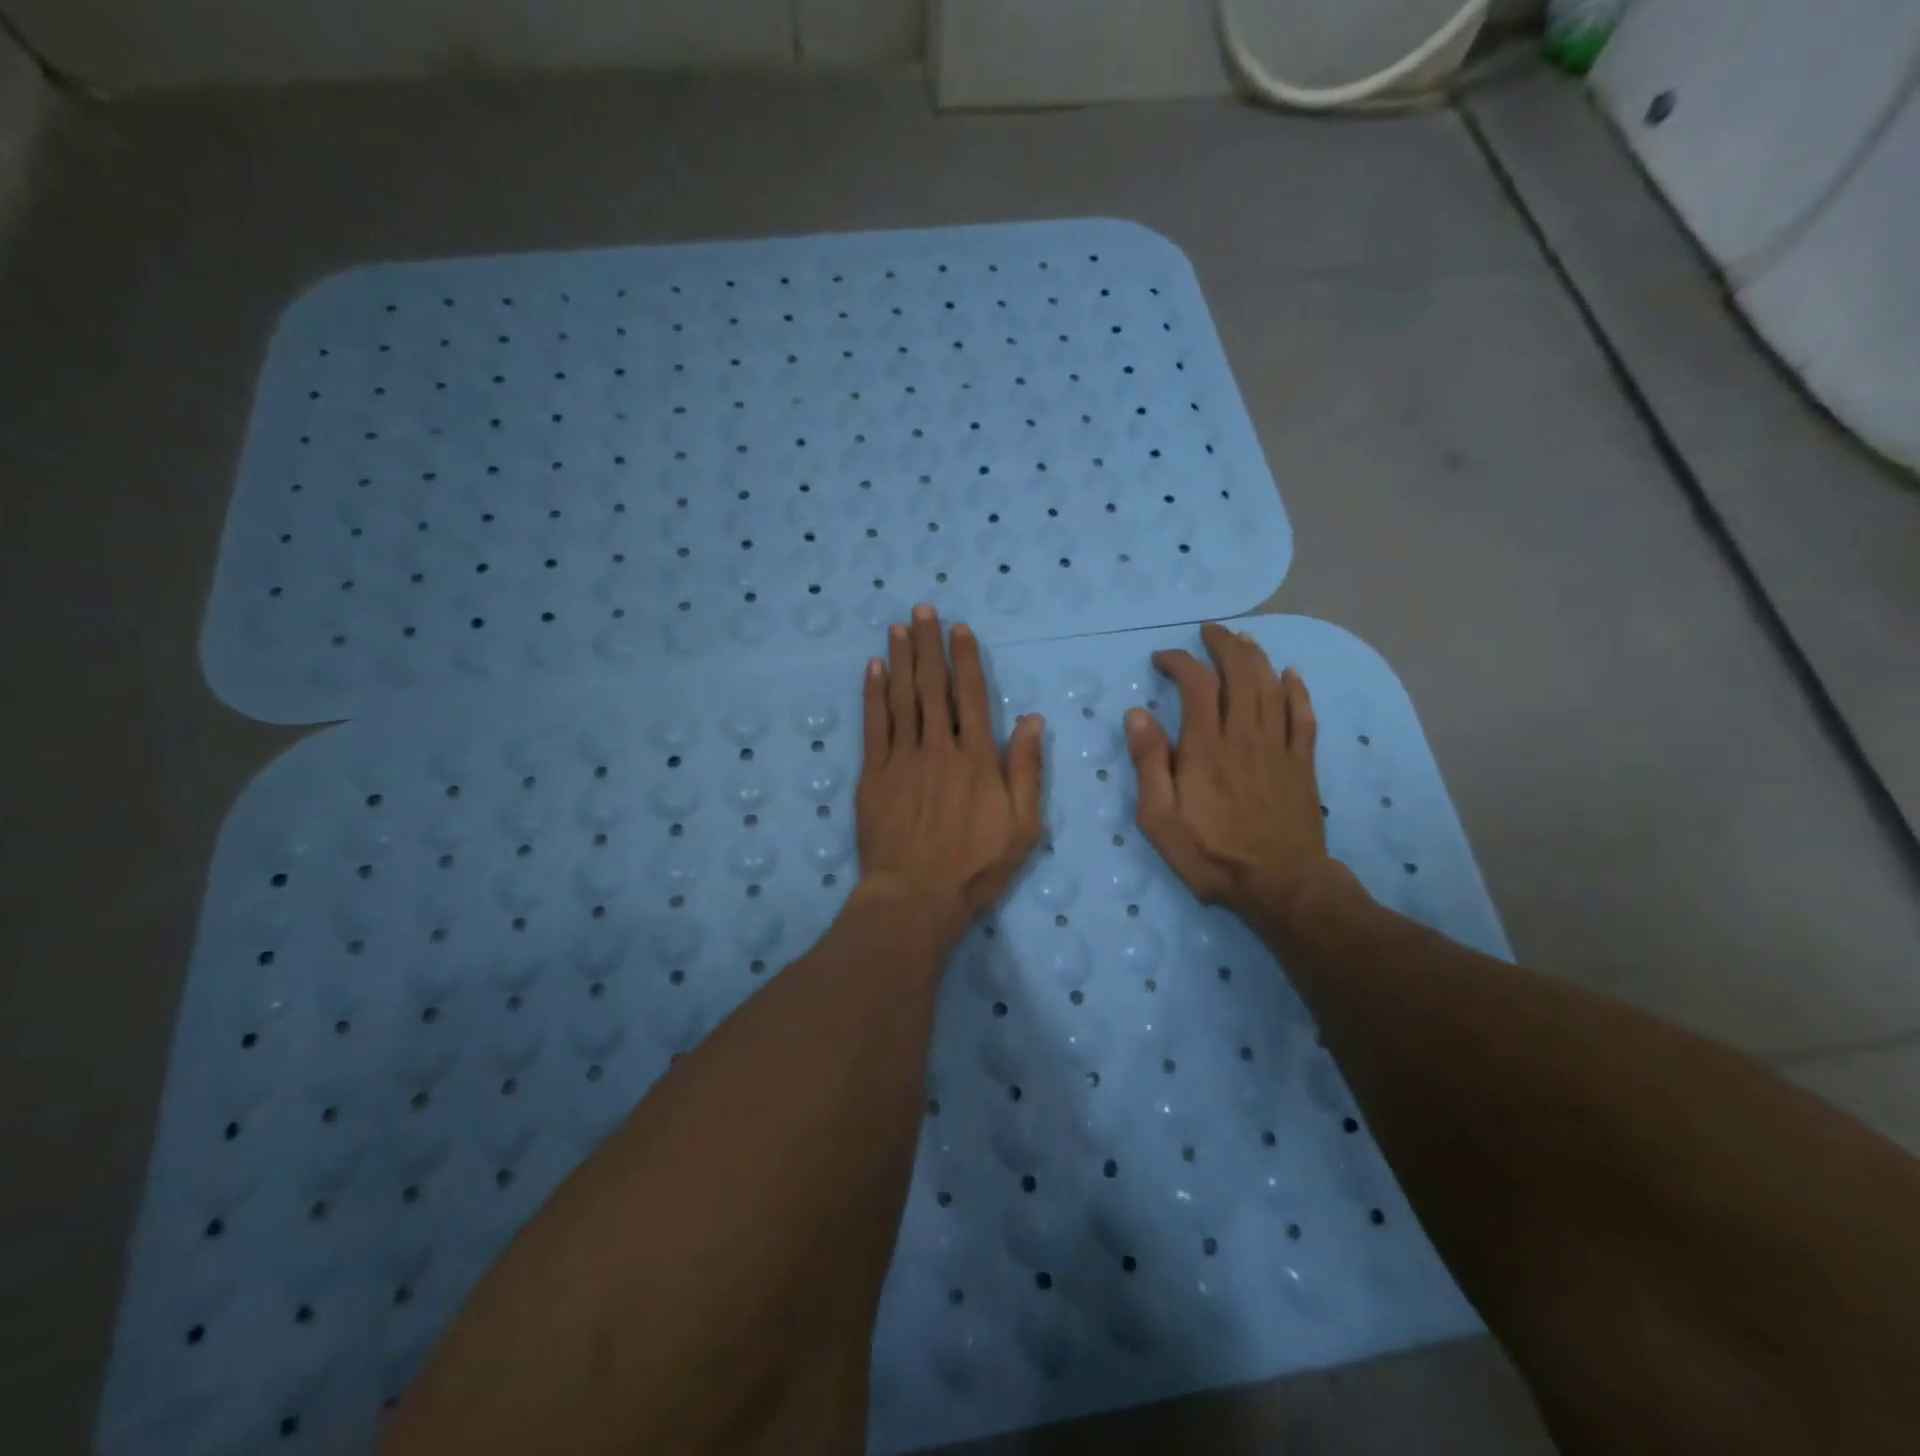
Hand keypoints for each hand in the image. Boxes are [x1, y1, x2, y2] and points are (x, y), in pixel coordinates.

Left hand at [855, 605, 1044, 945]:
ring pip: (902, 698)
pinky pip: (873, 726)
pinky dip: (873, 694)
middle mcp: (938, 748)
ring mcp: (901, 759)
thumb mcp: (1023, 826)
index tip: (959, 629)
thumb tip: (1030, 719)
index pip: (971, 695)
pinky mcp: (873, 775)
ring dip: (901, 659)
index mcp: (976, 758)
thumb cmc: (976, 867)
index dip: (965, 659)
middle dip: (928, 645)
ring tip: (899, 627)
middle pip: (932, 687)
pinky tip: (873, 669)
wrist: (916, 896)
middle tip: (922, 610)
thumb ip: (1026, 770)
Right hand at [1125, 622, 1336, 921]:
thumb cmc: (1211, 854)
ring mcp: (1278, 747)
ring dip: (1257, 657)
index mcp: (1206, 747)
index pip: (1196, 685)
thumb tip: (1137, 714)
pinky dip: (1297, 690)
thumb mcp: (1159, 818)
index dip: (1180, 662)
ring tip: (1243, 639)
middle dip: (1223, 645)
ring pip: (1272, 687)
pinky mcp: (1301, 762)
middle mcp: (1244, 736)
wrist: (1280, 884)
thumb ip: (1148, 763)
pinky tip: (1291, 674)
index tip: (1163, 658)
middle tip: (1208, 632)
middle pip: (1240, 674)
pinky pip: (1303, 715)